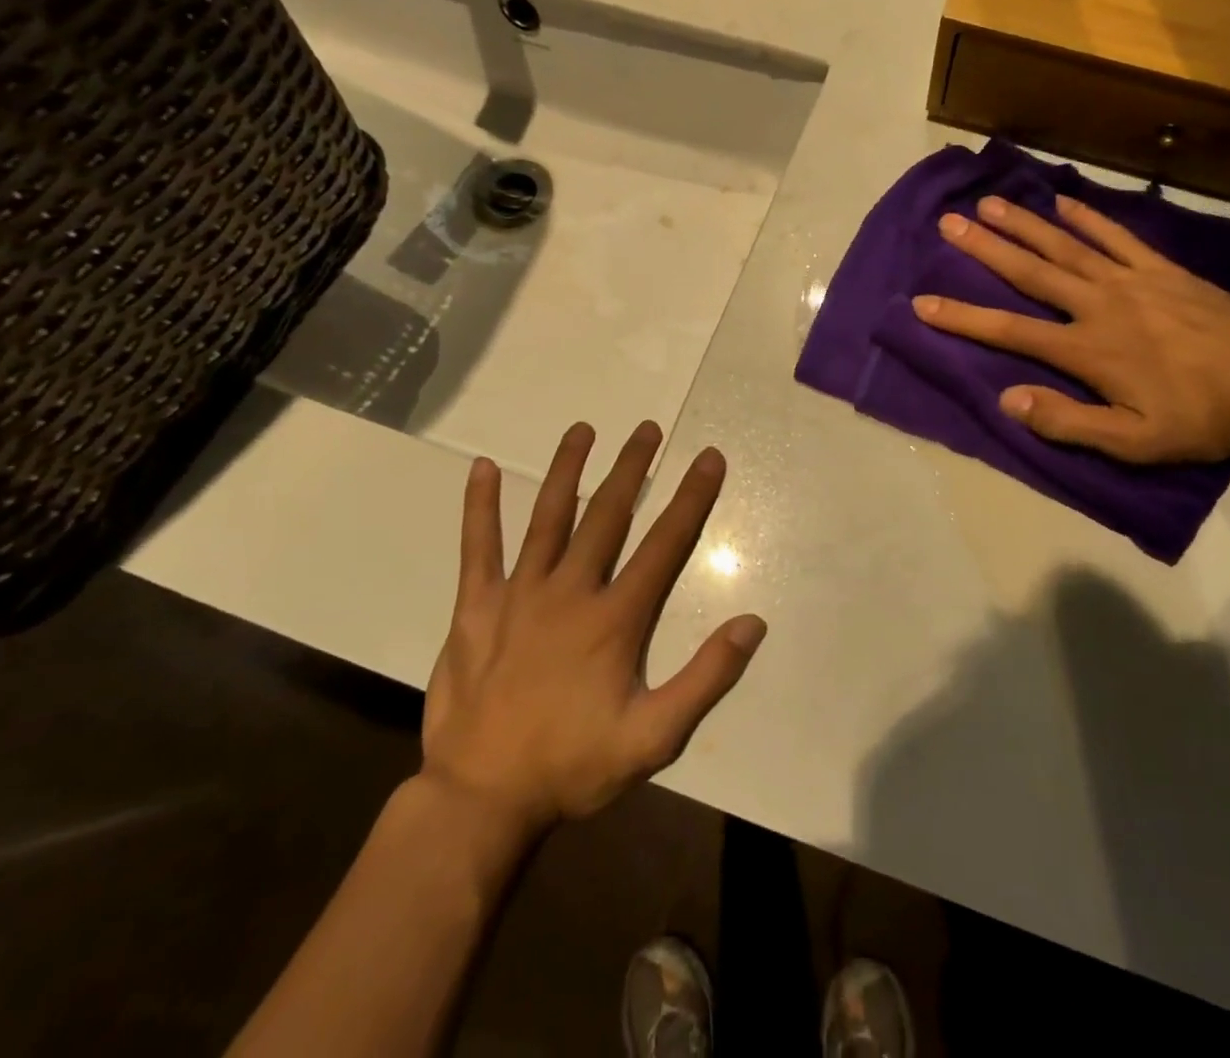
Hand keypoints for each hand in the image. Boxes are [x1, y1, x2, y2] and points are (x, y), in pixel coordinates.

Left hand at [418, 423, 766, 841]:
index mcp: (615, 618)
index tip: (709, 458)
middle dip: (632, 468)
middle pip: (608, 515)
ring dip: (568, 469)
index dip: (692, 498)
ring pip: (548, 517)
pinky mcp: (476, 607)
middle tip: (647, 428)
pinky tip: (483, 468)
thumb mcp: (654, 738)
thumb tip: (753, 623)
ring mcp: (518, 594)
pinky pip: (478, 547)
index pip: (665, 544)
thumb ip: (706, 678)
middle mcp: (570, 591)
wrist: (481, 801)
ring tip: (583, 429)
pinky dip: (481, 507)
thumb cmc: (573, 766)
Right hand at [912, 194, 1229, 462]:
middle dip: (985, 248)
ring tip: (990, 203)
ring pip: (1066, 245)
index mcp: (1087, 349)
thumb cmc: (1200, 418)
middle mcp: (1099, 304)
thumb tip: (1006, 400)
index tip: (922, 304)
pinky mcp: (1162, 269)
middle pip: (1031, 272)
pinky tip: (1064, 201)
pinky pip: (1118, 236)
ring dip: (1025, 224)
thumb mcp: (1133, 442)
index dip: (963, 318)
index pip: (1010, 332)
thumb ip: (1067, 422)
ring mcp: (1131, 280)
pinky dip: (1089, 217)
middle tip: (949, 222)